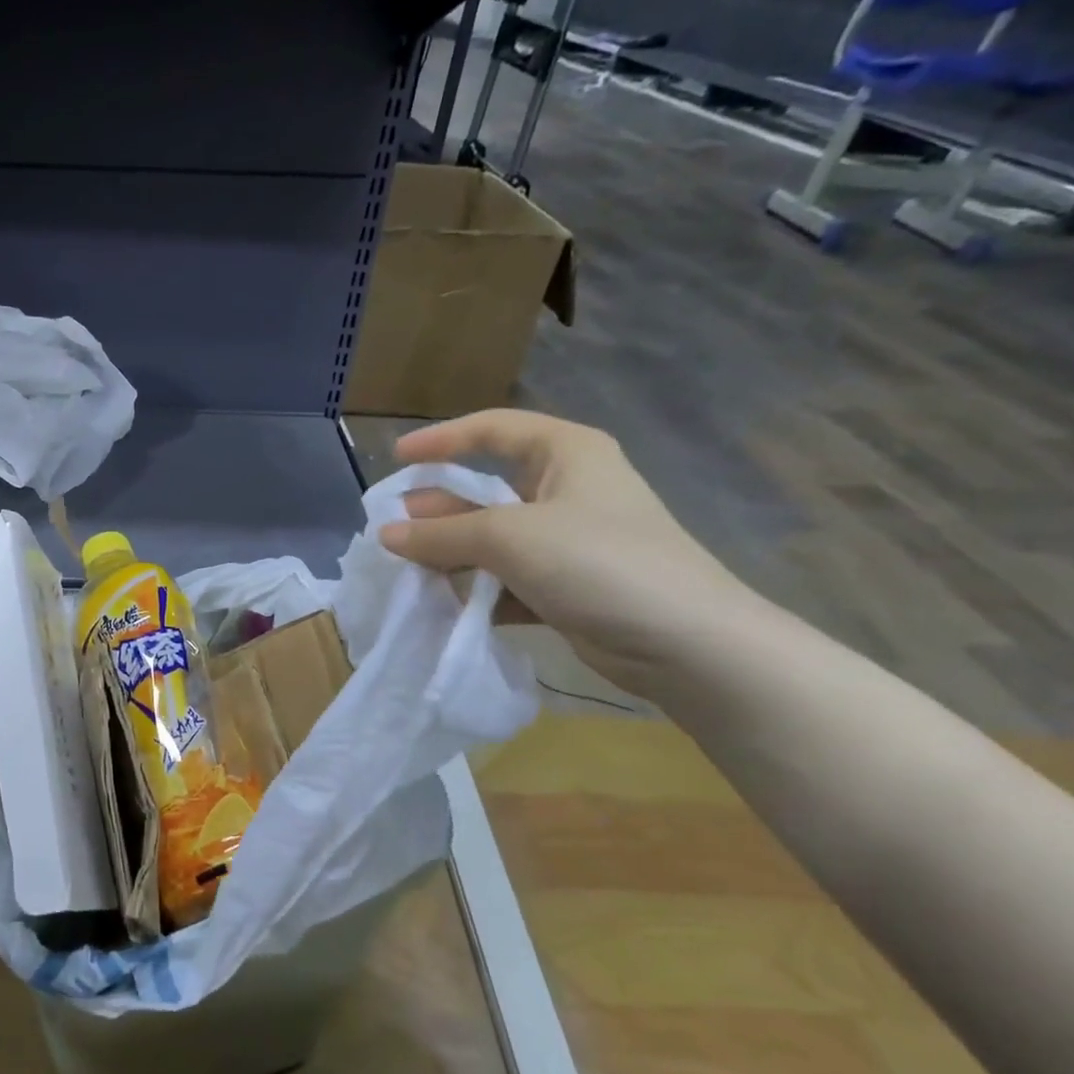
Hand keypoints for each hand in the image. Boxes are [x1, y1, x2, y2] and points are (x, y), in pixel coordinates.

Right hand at [378, 410, 768, 697]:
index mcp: (566, 453)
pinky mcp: (568, 587)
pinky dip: (478, 590)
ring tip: (409, 570)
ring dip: (453, 554)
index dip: (443, 440)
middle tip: (393, 529)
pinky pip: (508, 579)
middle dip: (439, 509)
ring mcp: (569, 542)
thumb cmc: (597, 561)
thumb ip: (442, 535)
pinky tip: (447, 605)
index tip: (397, 459)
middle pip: (488, 489)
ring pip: (494, 539)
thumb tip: (386, 534)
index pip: (494, 430)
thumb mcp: (509, 537)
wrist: (687, 644)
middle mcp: (568, 490)